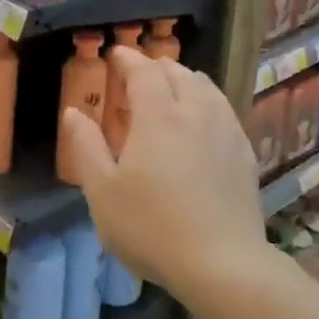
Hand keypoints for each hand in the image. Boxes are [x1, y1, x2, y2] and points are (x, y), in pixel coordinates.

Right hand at [60, 48, 265, 298]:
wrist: (222, 264)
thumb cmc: (152, 227)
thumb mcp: (103, 192)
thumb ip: (86, 146)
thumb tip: (73, 112)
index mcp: (159, 115)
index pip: (143, 71)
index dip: (128, 59)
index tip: (116, 54)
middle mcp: (196, 112)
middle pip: (178, 73)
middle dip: (156, 67)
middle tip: (138, 75)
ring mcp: (226, 131)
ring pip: (206, 87)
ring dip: (184, 80)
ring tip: (171, 90)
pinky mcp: (245, 153)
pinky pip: (224, 110)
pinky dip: (206, 101)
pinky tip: (202, 121)